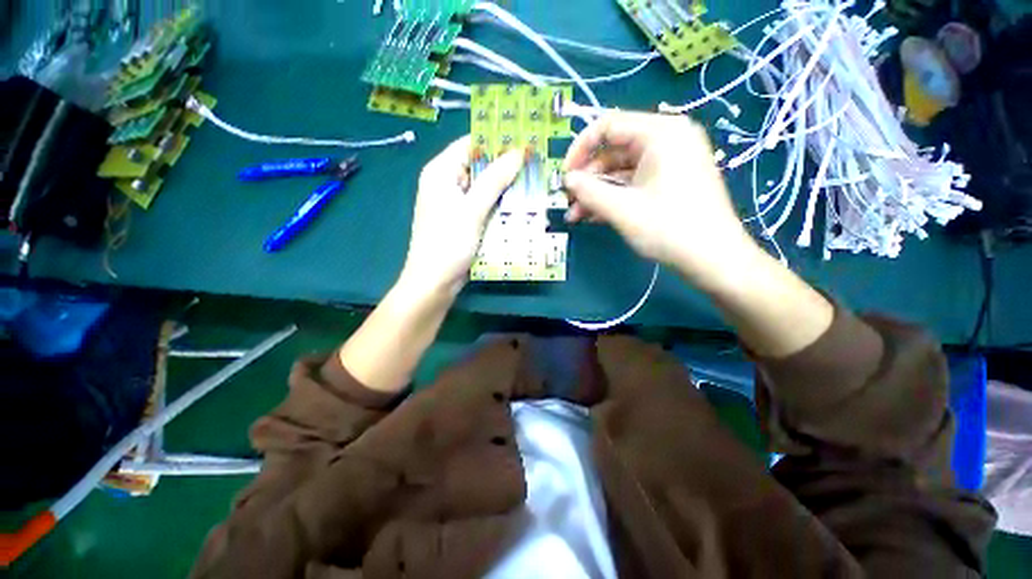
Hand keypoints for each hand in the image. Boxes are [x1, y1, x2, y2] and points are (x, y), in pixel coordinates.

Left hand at [401, 136, 523, 295]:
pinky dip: (500, 205)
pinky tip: (520, 206)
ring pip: (484, 188)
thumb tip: (517, 152)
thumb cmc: (448, 243)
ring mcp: (455, 204)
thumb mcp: (472, 209)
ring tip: (533, 184)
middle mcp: (447, 183)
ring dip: (505, 188)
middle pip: (479, 167)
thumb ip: (494, 180)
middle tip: (535, 166)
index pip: (470, 145)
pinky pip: (484, 206)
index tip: (524, 142)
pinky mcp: (464, 221)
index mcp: (440, 172)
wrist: (435, 282)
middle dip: (505, 167)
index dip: (496, 142)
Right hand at [563, 111, 757, 288]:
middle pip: (614, 150)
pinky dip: (613, 197)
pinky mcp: (670, 181)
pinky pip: (634, 182)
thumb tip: (568, 180)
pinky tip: (594, 216)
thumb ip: (590, 191)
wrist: (714, 259)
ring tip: (576, 216)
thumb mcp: (622, 209)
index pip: (608, 125)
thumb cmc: (669, 229)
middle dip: (588, 178)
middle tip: (568, 201)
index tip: (565, 175)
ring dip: (597, 192)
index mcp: (661, 133)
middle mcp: (667, 140)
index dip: (580, 149)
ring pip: (621, 170)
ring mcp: (670, 162)